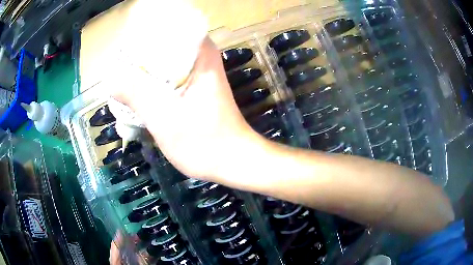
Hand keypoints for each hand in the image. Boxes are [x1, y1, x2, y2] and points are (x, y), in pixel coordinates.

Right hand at [113, 37, 258, 179]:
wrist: (235, 161)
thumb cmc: (204, 142)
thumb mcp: (163, 118)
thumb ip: (135, 95)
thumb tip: (110, 80)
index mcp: (199, 53)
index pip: (167, 27)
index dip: (142, 35)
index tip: (123, 49)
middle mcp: (201, 57)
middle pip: (163, 45)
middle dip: (138, 56)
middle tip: (117, 69)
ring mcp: (199, 73)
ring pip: (164, 63)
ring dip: (143, 72)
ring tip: (122, 82)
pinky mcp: (195, 89)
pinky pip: (168, 78)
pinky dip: (152, 84)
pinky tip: (138, 96)